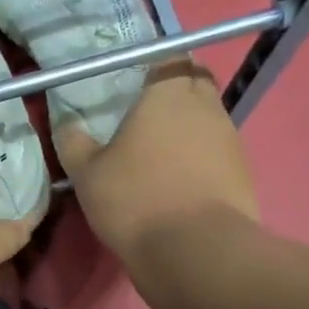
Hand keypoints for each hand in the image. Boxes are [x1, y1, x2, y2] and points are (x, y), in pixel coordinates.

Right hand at [55, 60, 259, 260]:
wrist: (195, 251)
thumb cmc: (135, 200)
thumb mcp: (87, 174)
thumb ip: (74, 143)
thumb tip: (67, 123)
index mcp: (168, 94)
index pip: (171, 56)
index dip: (154, 61)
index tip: (134, 76)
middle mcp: (205, 107)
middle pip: (197, 81)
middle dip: (176, 87)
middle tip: (145, 109)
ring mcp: (229, 139)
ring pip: (209, 116)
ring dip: (189, 124)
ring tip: (159, 148)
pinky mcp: (241, 172)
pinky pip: (217, 150)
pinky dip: (200, 155)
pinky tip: (178, 178)